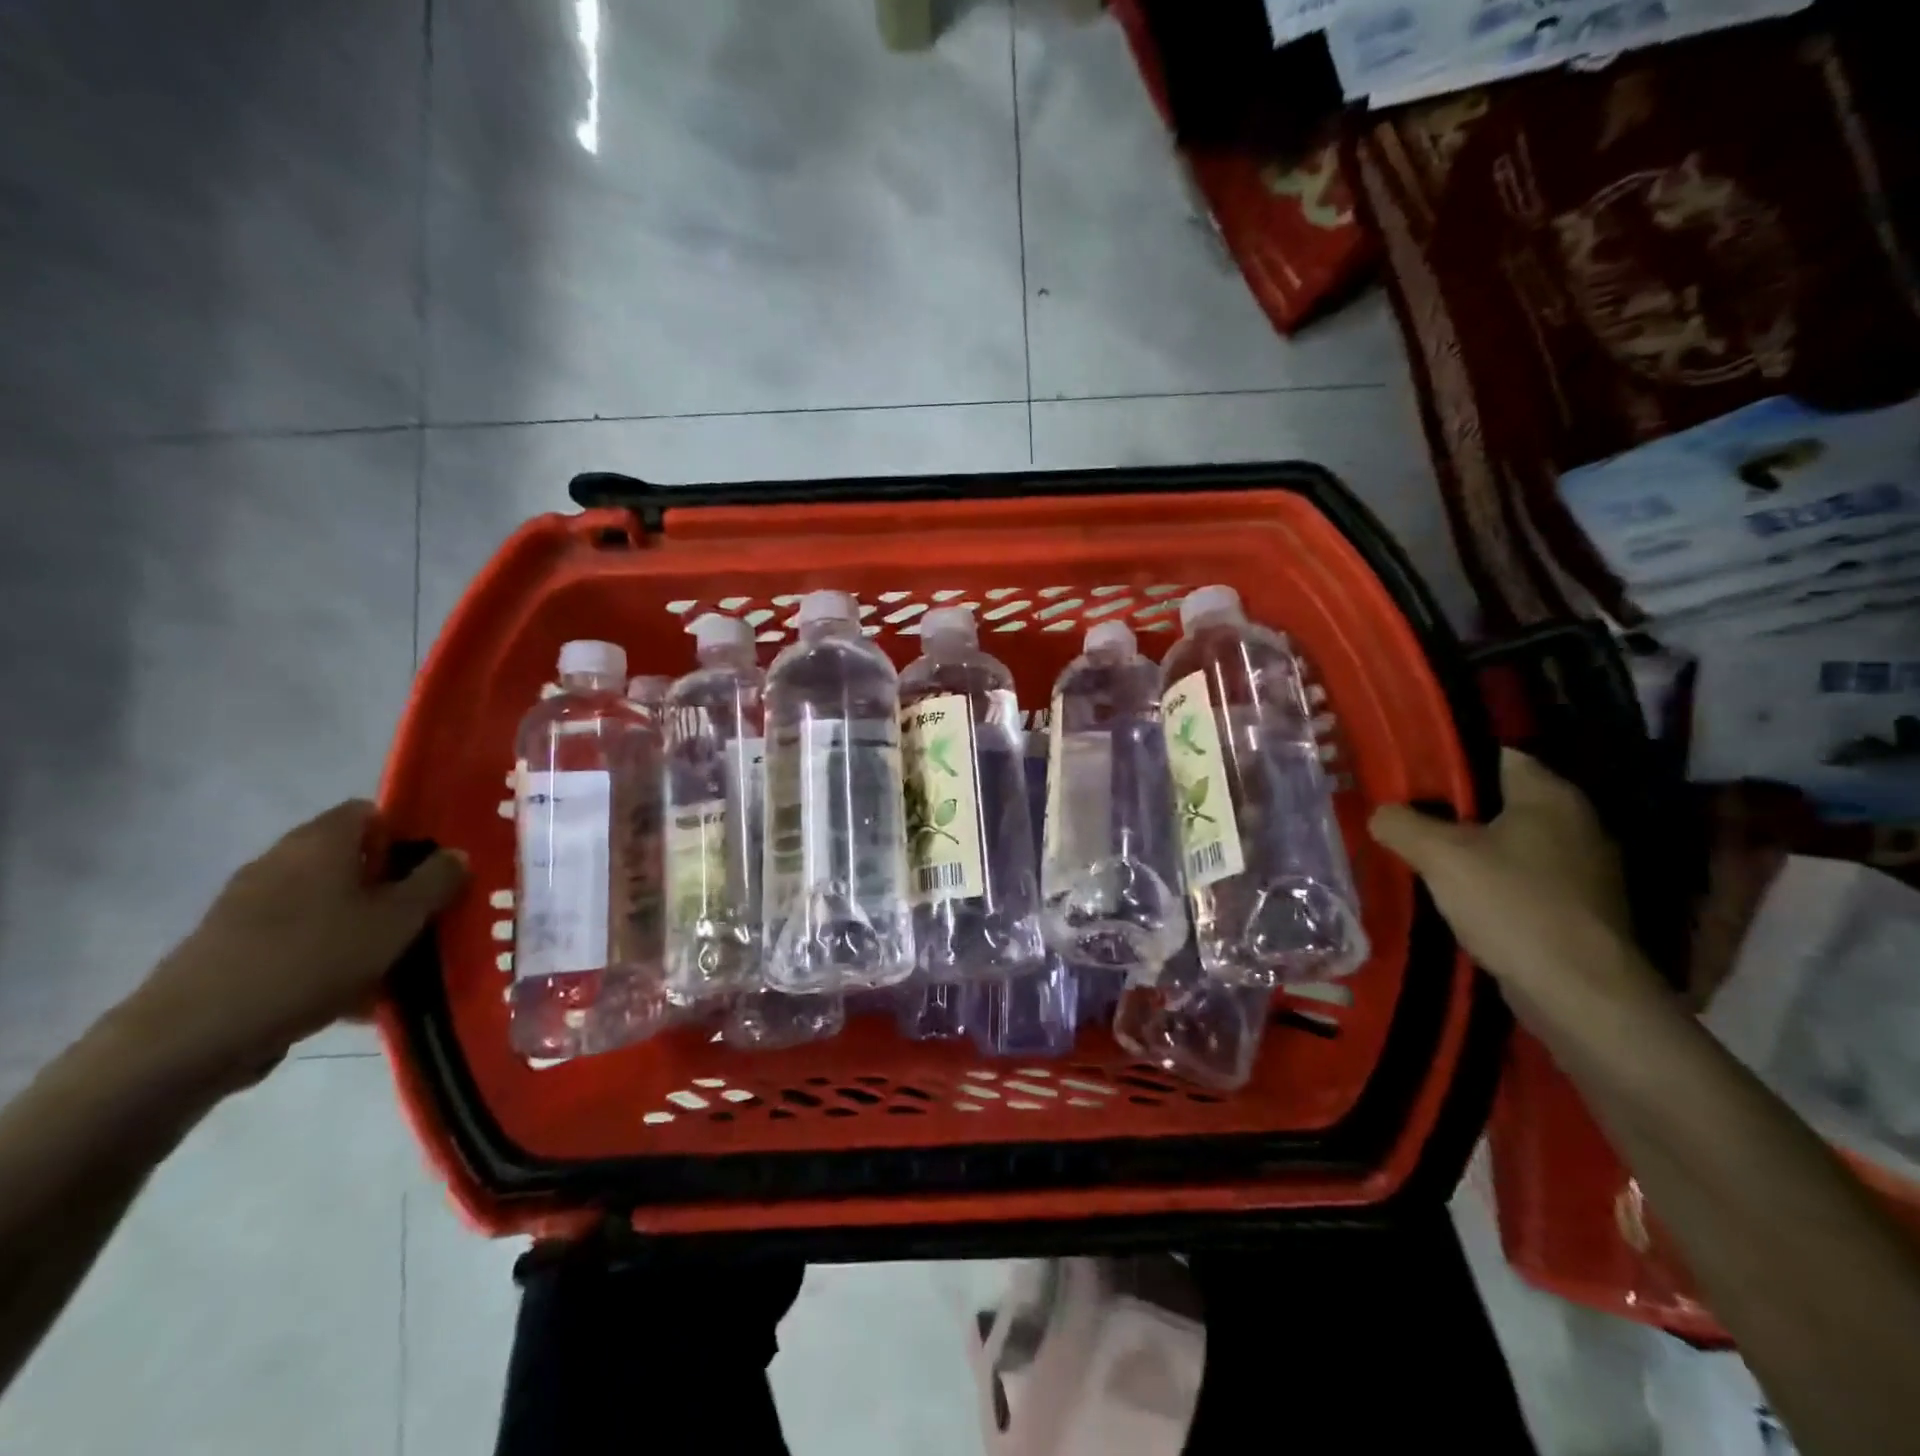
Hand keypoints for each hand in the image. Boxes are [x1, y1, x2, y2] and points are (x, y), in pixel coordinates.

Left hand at [124, 801, 467, 1088]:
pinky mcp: (231, 945)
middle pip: (351, 861)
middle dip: (389, 888)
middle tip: (422, 920)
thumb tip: (456, 854)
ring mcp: (249, 903)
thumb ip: (435, 882)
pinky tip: (349, 997)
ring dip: (361, 926)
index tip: (433, 872)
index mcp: (321, 841)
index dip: (407, 836)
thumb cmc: (313, 959)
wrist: (195, 1034)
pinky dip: (327, 956)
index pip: (371, 812)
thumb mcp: (398, 920)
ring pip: (327, 903)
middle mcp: (281, 859)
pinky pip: (298, 938)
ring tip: (392, 966)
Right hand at [1369, 750, 1653, 1013]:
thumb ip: (1400, 823)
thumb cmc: (1512, 905)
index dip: (1447, 761)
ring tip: (1418, 855)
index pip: (1494, 755)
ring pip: (1507, 841)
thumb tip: (1380, 813)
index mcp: (1551, 795)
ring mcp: (1581, 868)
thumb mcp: (1439, 855)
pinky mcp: (1577, 906)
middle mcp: (1576, 822)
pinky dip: (1488, 880)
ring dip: (1467, 847)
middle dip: (1449, 808)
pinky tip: (1454, 894)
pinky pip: (1520, 876)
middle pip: (1498, 799)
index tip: (1404, 775)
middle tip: (1401, 815)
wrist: (1579, 993)